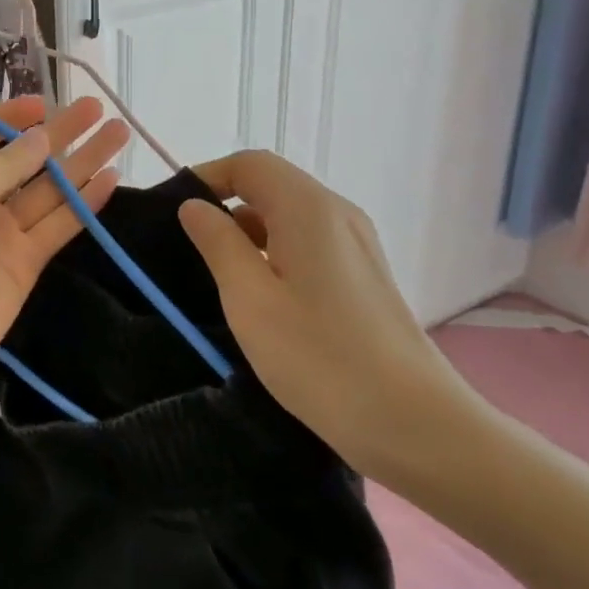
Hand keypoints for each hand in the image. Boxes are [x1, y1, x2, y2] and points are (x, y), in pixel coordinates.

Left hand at [0, 96, 128, 391]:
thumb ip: (7, 162)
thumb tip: (42, 137)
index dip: (10, 117)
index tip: (46, 103)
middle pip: (21, 158)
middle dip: (57, 133)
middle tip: (95, 108)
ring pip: (47, 190)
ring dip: (81, 163)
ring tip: (117, 133)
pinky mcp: (24, 261)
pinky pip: (57, 225)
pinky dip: (83, 204)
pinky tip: (110, 178)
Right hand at [176, 150, 489, 485]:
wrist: (415, 425)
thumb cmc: (320, 358)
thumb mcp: (249, 299)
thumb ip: (217, 243)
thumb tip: (195, 206)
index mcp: (309, 208)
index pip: (249, 164)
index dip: (207, 176)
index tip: (173, 211)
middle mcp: (338, 213)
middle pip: (271, 185)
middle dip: (225, 204)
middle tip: (188, 244)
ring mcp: (357, 244)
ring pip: (289, 215)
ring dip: (249, 230)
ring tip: (217, 273)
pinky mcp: (364, 274)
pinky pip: (309, 242)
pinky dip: (275, 251)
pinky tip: (261, 294)